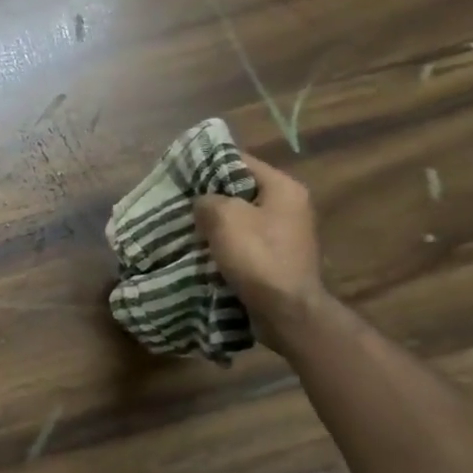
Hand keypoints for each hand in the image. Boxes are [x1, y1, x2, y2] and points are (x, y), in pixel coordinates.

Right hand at [194, 152, 327, 325]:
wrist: (287, 311)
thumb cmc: (258, 255)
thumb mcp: (223, 217)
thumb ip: (207, 200)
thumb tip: (203, 202)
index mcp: (284, 187)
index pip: (240, 160)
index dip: (209, 163)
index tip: (182, 171)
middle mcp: (290, 206)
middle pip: (241, 189)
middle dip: (211, 195)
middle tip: (181, 199)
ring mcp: (286, 234)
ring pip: (242, 217)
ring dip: (217, 222)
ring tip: (187, 224)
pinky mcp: (278, 258)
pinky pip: (246, 241)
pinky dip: (226, 243)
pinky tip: (204, 248)